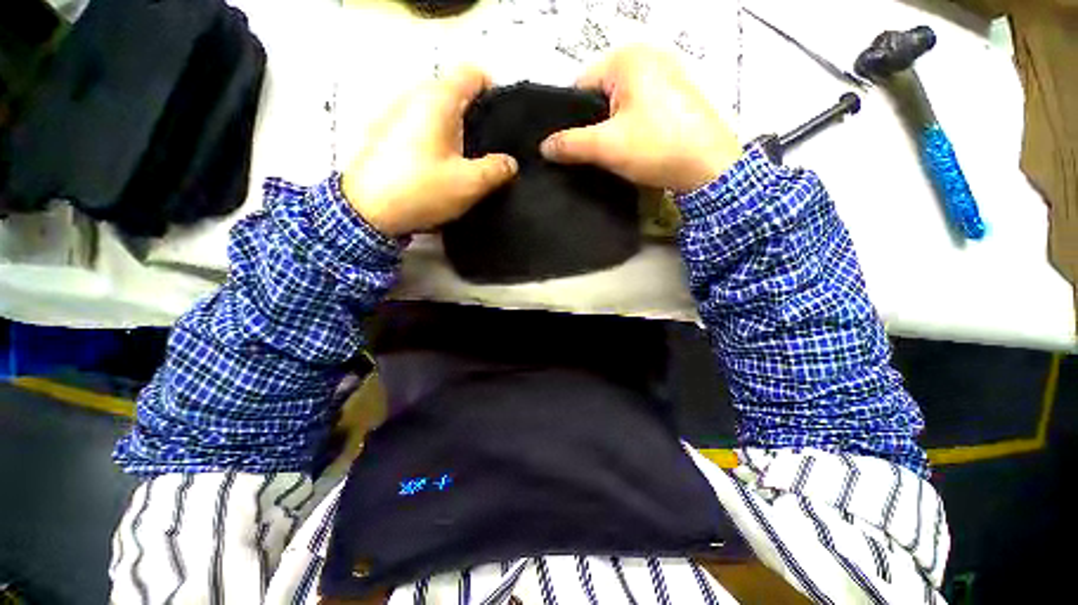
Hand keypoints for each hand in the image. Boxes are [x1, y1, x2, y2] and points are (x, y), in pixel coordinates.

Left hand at [342, 67, 517, 236]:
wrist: (367, 212)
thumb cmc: (422, 190)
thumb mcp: (470, 184)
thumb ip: (497, 169)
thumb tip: (509, 163)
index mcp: (437, 100)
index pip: (473, 74)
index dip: (494, 92)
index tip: (503, 121)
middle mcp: (414, 97)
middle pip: (454, 93)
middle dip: (475, 116)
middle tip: (488, 148)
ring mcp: (395, 113)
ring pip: (435, 111)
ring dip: (454, 130)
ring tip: (467, 160)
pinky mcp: (384, 133)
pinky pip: (419, 125)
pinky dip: (435, 138)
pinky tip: (439, 166)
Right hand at [539, 46, 740, 193]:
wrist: (709, 168)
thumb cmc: (656, 147)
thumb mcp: (606, 146)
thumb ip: (570, 144)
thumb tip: (544, 147)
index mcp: (628, 57)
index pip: (580, 85)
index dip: (572, 119)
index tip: (573, 146)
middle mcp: (648, 56)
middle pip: (600, 94)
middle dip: (593, 125)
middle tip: (594, 153)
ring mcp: (666, 73)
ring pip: (620, 104)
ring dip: (612, 128)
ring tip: (614, 153)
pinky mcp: (676, 94)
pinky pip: (639, 108)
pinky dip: (631, 126)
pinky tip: (634, 146)